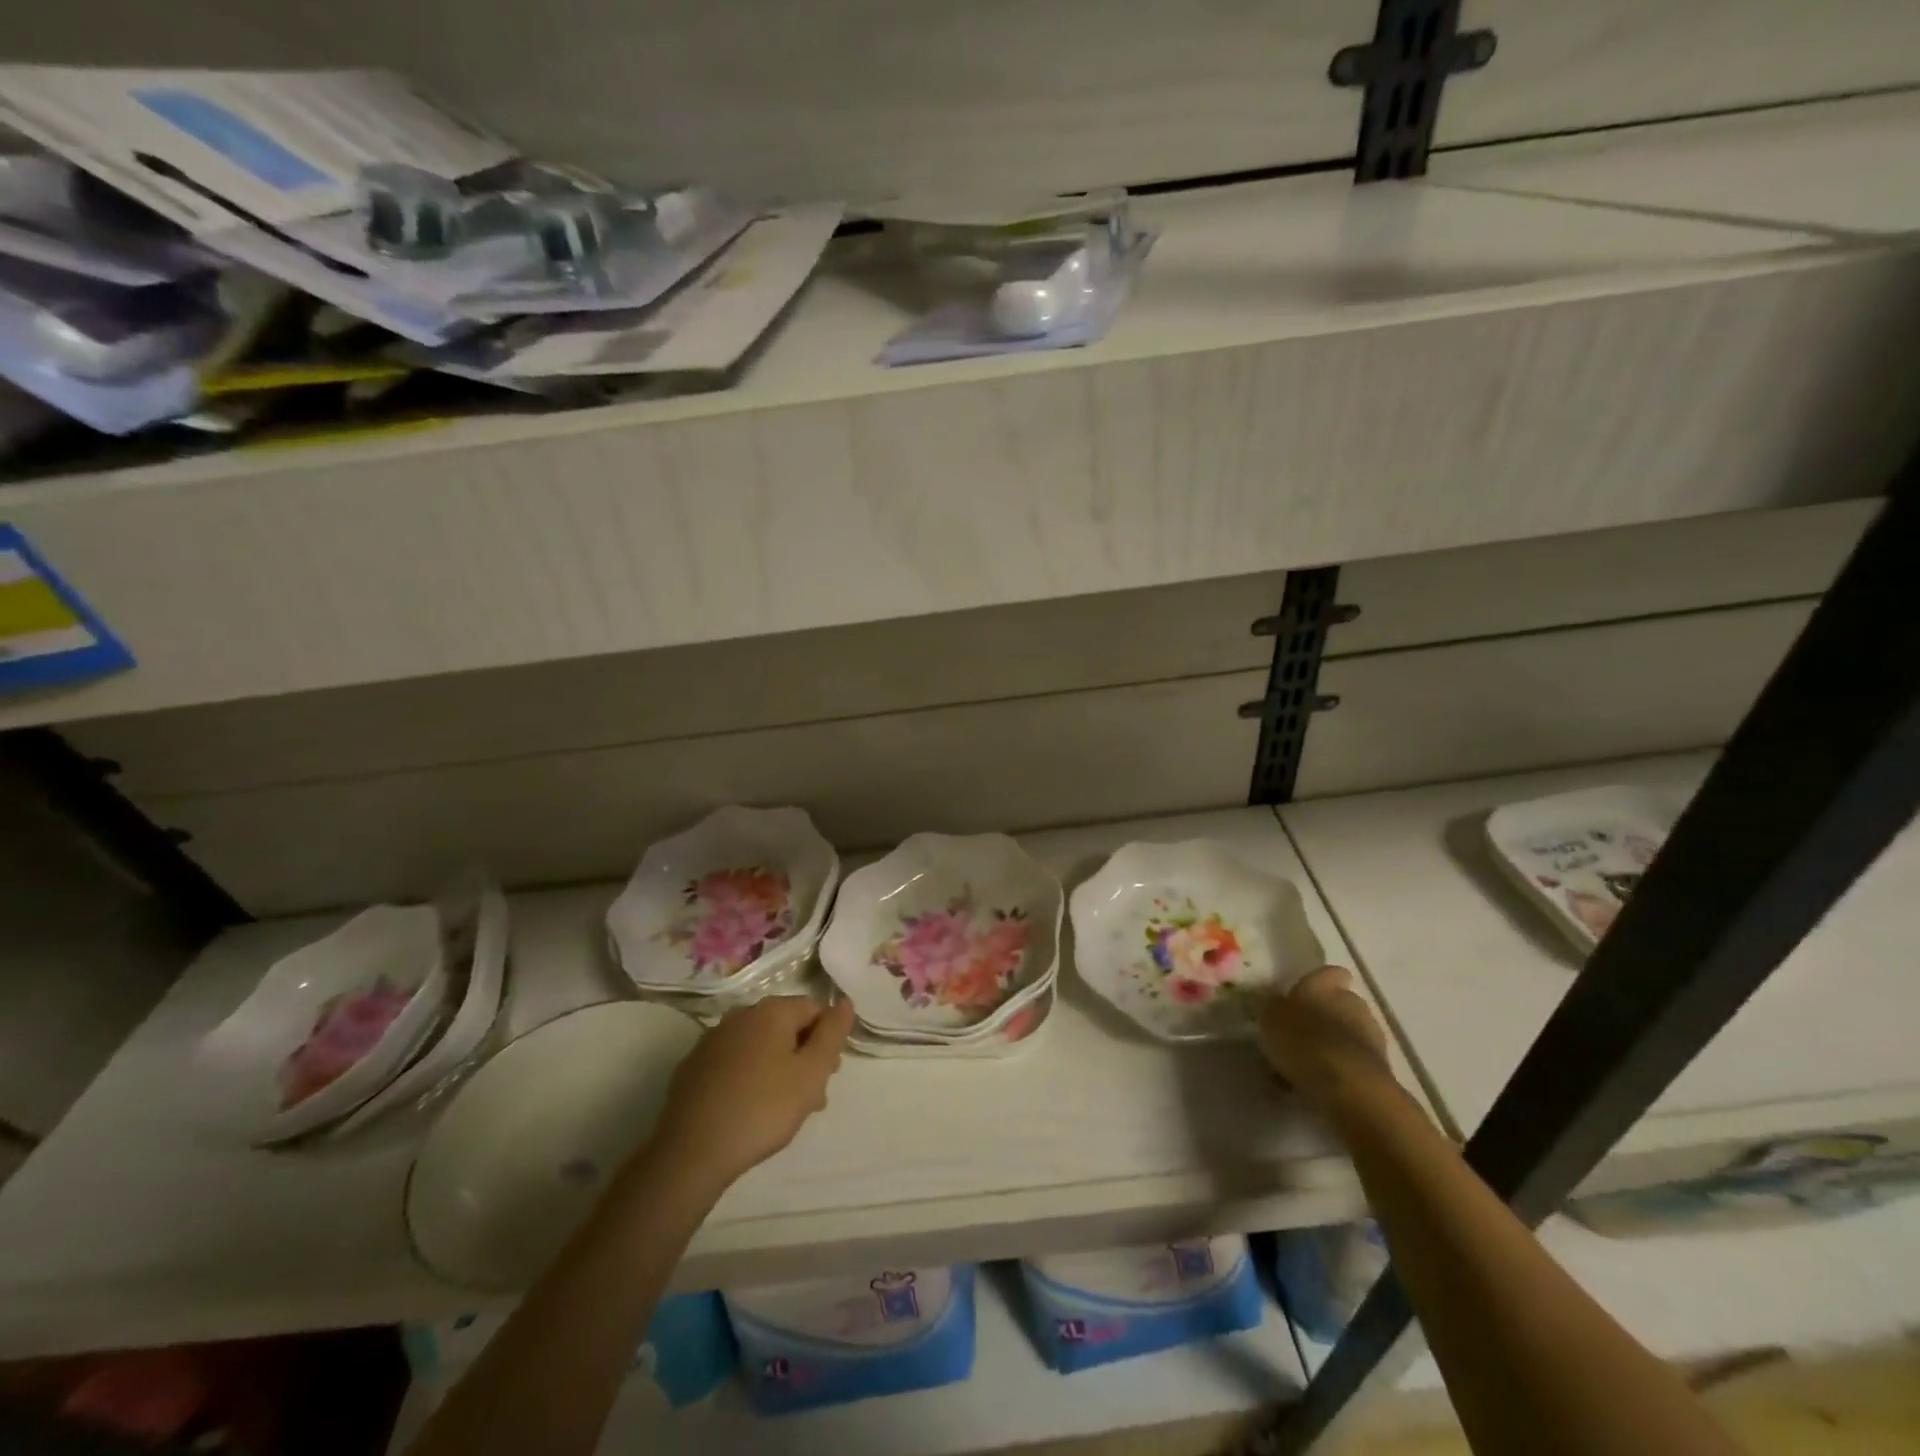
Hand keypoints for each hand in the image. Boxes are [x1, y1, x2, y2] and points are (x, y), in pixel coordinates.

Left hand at [647, 995, 854, 1192]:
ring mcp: (712, 1039)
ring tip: (783, 1109)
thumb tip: (844, 1002)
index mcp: (771, 1010)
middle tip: (811, 1097)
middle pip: (786, 1026)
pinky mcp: (693, 1066)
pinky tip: (749, 1109)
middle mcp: (740, 1014)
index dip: (827, 1039)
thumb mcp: (811, 1073)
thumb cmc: (762, 1109)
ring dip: (778, 1068)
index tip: (829, 1076)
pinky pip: (734, 1062)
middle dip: (803, 1055)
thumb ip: (832, 1034)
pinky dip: (749, 1077)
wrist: (691, 1152)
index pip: (814, 1008)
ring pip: (760, 1045)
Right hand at [1258, 966, 1392, 1107]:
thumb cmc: (1303, 1041)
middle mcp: (1352, 1002)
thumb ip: (1272, 1006)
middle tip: (1302, 1033)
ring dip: (1334, 1043)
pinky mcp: (1381, 1066)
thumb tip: (1273, 1000)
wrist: (1349, 1086)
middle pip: (1341, 1002)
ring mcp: (1371, 1034)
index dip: (1319, 982)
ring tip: (1309, 1064)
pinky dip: (1342, 1068)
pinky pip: (1355, 1061)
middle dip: (1326, 1015)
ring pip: (1349, 1032)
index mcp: (1324, 985)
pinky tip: (1322, 1085)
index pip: (1329, 972)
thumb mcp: (1271, 1019)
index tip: (1304, 994)